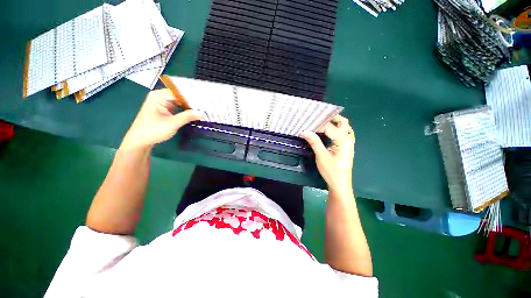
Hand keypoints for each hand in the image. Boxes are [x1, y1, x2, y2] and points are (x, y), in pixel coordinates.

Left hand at [121, 89, 204, 148]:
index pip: (180, 92)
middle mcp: (160, 96)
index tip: (205, 101)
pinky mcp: (164, 109)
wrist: (140, 141)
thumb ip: (188, 116)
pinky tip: (194, 112)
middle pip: (180, 96)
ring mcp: (162, 103)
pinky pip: (177, 106)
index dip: (193, 96)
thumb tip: (203, 113)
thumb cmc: (153, 130)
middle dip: (193, 101)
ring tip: (203, 108)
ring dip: (190, 106)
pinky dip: (185, 110)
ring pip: (180, 101)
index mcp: (159, 96)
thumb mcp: (173, 123)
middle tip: (207, 105)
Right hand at [300, 115, 354, 192]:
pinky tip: (330, 132)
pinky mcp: (347, 148)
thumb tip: (304, 131)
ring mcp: (349, 144)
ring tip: (324, 122)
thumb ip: (314, 142)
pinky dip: (338, 129)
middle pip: (343, 123)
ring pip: (345, 128)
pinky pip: (345, 134)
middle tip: (320, 117)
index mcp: (343, 141)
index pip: (330, 127)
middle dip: (332, 118)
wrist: (340, 184)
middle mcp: (348, 140)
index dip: (318, 125)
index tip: (308, 124)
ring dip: (336, 123)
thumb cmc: (331, 171)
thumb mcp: (321, 156)